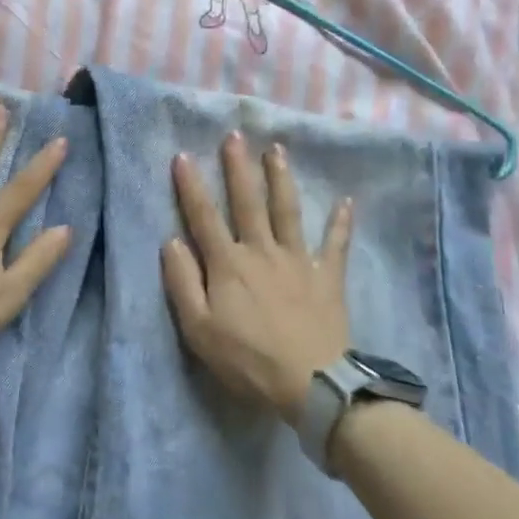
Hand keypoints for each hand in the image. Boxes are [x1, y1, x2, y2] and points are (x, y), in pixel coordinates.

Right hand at [160, 134, 353, 421]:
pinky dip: (341, 223)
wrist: (311, 384)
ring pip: (287, 211)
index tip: (182, 156)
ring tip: (277, 150)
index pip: (204, 217)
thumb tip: (171, 241)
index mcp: (228, 264)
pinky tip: (346, 202)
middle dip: (238, 167)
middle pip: (248, 202)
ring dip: (281, 179)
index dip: (191, 187)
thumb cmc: (247, 359)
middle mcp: (261, 251)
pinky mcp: (326, 277)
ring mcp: (297, 261)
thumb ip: (182, 282)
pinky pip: (335, 245)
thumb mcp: (199, 329)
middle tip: (235, 135)